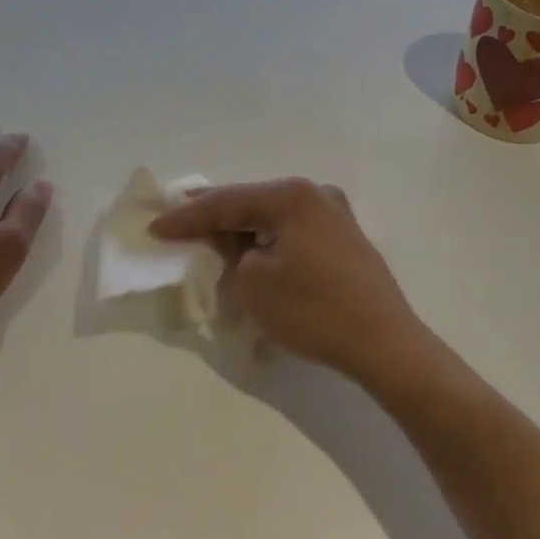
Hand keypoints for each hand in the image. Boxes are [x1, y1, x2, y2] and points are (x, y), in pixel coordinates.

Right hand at [152, 178, 423, 384]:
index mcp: (291, 196)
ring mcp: (336, 216)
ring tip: (210, 234)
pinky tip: (252, 250)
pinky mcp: (346, 240)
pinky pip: (294, 231)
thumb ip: (231, 254)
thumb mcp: (254, 282)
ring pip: (274, 217)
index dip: (187, 217)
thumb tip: (236, 245)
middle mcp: (316, 195)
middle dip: (215, 215)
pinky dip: (269, 240)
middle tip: (179, 219)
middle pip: (252, 202)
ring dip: (243, 229)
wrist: (384, 343)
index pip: (226, 202)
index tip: (155, 227)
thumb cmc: (313, 310)